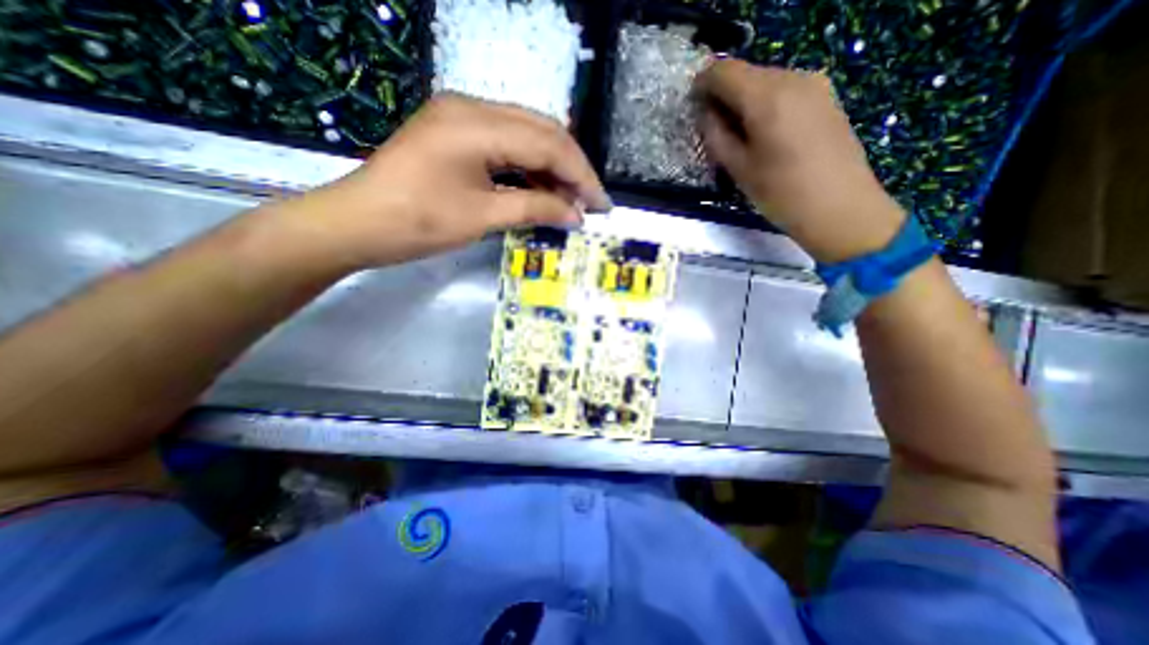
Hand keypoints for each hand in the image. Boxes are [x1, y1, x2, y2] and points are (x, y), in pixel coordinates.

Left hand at [276, 90, 608, 268]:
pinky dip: (530, 169)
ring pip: (527, 136)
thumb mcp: (482, 217)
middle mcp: (473, 107)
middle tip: (590, 203)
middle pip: (542, 130)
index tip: (602, 206)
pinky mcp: (457, 134)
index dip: (581, 175)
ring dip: (553, 169)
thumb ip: (534, 209)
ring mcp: (463, 117)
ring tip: (570, 202)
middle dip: (572, 168)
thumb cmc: (416, 223)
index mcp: (476, 123)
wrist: (356, 223)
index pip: (548, 142)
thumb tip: (576, 215)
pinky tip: (542, 190)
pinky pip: (507, 145)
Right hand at [689, 57, 906, 260]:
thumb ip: (716, 136)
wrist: (841, 208)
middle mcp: (793, 78)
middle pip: (747, 73)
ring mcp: (815, 85)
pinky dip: (767, 104)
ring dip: (745, 101)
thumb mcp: (738, 169)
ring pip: (766, 81)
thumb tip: (706, 115)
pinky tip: (765, 134)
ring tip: (739, 135)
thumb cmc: (781, 194)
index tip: (693, 107)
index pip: (723, 71)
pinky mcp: (826, 97)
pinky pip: (786, 90)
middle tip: (714, 128)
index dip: (703, 85)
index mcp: (767, 97)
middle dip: (724, 95)